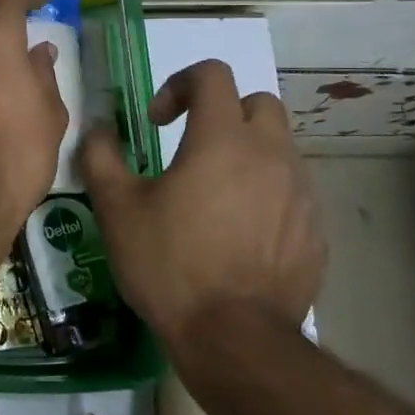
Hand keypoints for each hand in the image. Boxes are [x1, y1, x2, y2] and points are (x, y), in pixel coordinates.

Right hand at [80, 60, 323, 347]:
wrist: (235, 339)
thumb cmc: (169, 264)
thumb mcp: (116, 208)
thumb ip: (101, 156)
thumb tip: (99, 129)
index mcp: (222, 139)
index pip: (213, 74)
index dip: (179, 84)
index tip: (158, 122)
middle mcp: (271, 155)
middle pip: (258, 102)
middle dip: (223, 112)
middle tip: (192, 147)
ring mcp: (301, 193)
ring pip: (279, 148)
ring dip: (246, 154)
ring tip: (214, 194)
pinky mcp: (315, 230)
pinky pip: (292, 191)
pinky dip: (266, 193)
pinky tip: (239, 232)